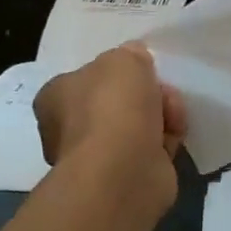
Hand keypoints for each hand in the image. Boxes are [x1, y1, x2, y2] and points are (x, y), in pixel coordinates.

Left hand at [34, 44, 186, 207]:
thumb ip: (130, 54)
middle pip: (118, 101)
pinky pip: (151, 148)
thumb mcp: (124, 59)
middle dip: (147, 93)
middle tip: (163, 91)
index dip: (118, 72)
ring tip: (173, 116)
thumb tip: (135, 60)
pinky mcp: (125, 176)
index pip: (87, 78)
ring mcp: (98, 156)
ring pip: (139, 124)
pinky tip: (175, 136)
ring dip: (162, 115)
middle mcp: (70, 128)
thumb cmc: (112, 107)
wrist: (124, 170)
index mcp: (55, 98)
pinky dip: (166, 140)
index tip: (141, 70)